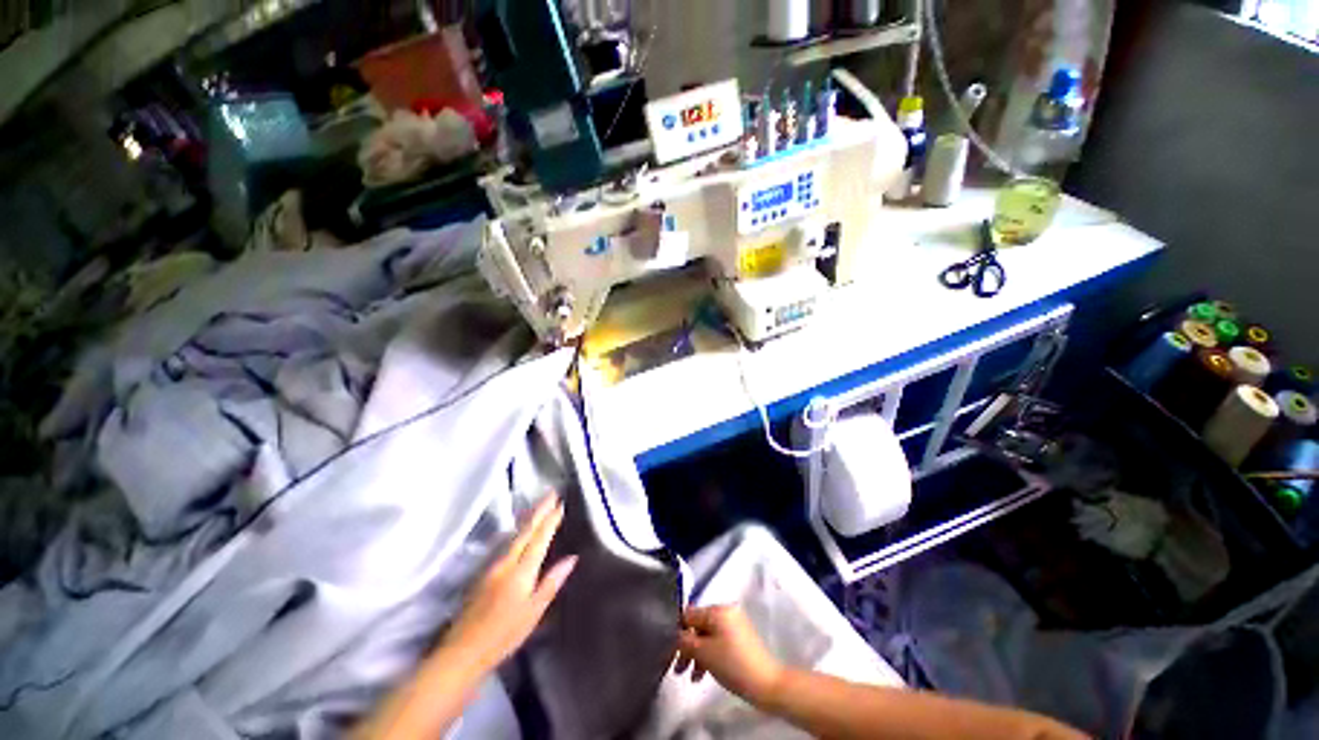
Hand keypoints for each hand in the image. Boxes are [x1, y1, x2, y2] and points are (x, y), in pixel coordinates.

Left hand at [441, 494, 577, 675]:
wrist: (461, 652)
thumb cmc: (503, 636)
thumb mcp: (533, 612)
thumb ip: (551, 583)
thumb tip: (572, 558)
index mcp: (520, 571)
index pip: (539, 539)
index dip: (550, 520)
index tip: (561, 504)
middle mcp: (505, 562)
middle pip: (525, 531)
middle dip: (539, 510)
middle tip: (551, 493)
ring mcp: (491, 566)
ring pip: (514, 534)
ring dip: (528, 517)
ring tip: (539, 506)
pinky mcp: (483, 573)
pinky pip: (506, 543)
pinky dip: (518, 531)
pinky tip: (520, 530)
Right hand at [673, 604, 783, 705]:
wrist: (766, 683)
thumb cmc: (732, 664)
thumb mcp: (704, 653)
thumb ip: (686, 641)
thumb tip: (676, 634)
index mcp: (717, 609)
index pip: (689, 615)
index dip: (677, 632)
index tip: (670, 653)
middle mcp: (726, 611)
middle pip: (698, 626)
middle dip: (687, 647)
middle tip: (678, 669)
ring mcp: (734, 624)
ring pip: (707, 635)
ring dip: (697, 654)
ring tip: (692, 677)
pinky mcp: (740, 638)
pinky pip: (718, 641)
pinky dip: (709, 655)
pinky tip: (704, 673)